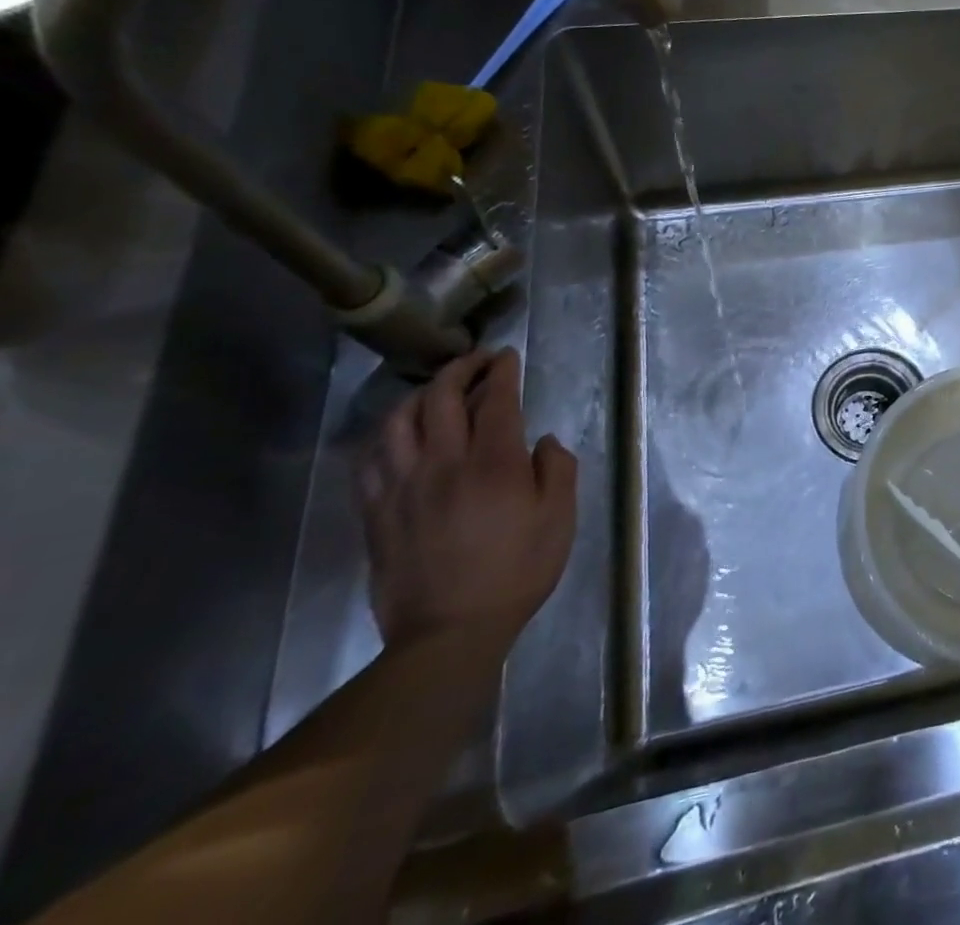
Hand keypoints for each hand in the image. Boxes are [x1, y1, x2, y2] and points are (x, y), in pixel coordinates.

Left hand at [357, 348, 576, 650]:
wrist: (448, 634)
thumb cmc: (516, 572)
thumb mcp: (559, 519)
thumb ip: (558, 470)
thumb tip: (543, 442)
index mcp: (494, 463)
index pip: (496, 400)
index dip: (502, 371)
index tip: (508, 356)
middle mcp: (444, 463)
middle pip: (441, 398)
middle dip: (460, 369)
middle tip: (477, 361)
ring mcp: (403, 487)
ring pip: (397, 421)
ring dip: (418, 395)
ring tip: (436, 391)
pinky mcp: (376, 512)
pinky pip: (369, 459)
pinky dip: (384, 435)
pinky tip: (397, 434)